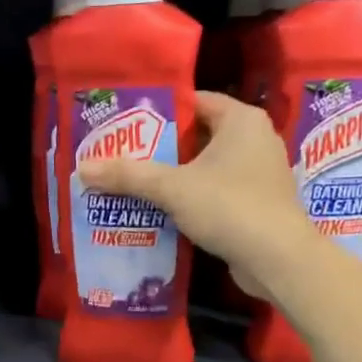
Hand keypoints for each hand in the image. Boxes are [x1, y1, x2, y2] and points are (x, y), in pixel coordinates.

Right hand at [78, 90, 308, 295]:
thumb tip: (81, 168)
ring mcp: (259, 173)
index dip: (158, 111)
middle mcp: (255, 139)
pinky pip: (215, 191)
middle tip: (121, 155)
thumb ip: (128, 175)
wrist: (279, 260)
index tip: (125, 125)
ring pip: (205, 166)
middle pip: (196, 135)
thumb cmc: (230, 207)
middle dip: (160, 148)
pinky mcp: (257, 203)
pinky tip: (160, 210)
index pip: (194, 101)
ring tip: (132, 183)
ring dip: (173, 176)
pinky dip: (190, 198)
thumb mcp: (172, 188)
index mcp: (241, 120)